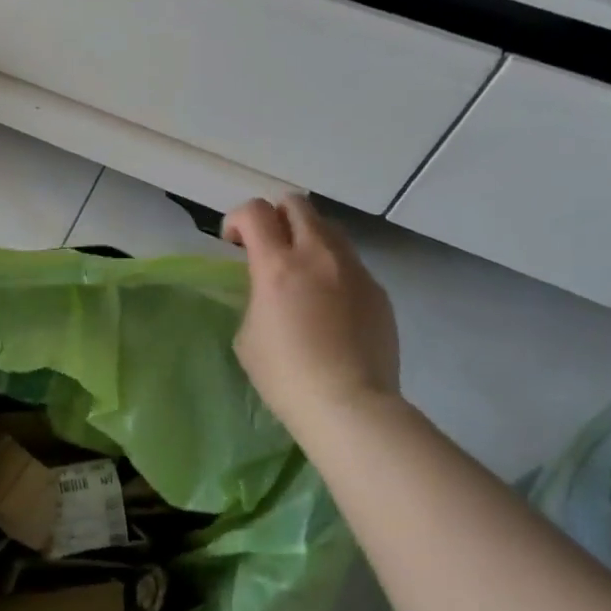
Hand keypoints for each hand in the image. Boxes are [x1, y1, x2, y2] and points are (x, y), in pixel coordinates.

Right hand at [223, 194, 400, 434]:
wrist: (350, 405)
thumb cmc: (285, 375)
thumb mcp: (248, 334)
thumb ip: (256, 296)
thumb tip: (269, 289)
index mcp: (277, 265)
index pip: (254, 211)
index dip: (237, 219)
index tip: (233, 243)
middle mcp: (318, 255)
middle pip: (296, 204)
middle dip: (275, 217)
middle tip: (267, 246)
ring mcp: (354, 270)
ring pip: (329, 229)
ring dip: (307, 238)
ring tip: (301, 273)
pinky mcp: (378, 291)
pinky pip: (350, 264)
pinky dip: (333, 270)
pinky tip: (330, 307)